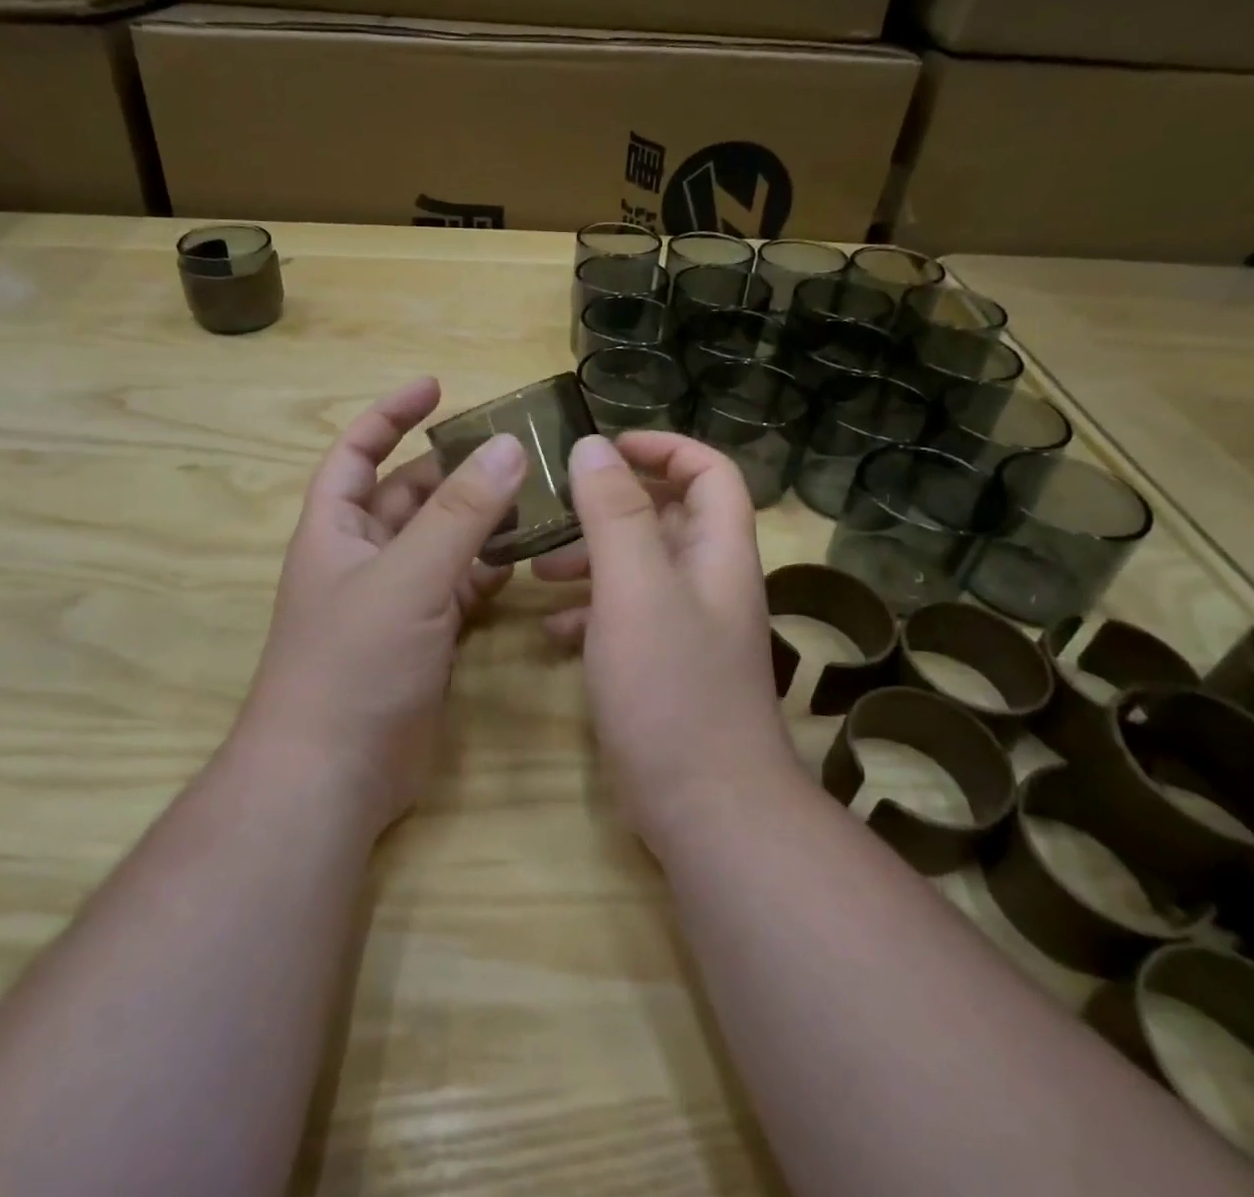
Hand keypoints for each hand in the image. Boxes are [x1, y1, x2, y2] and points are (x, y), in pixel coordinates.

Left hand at [239, 378, 527, 832]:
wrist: (333, 775)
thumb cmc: (354, 663)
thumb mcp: (409, 577)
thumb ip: (460, 514)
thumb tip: (509, 447)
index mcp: (336, 528)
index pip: (359, 451)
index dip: (391, 414)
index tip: (437, 387)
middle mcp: (363, 556)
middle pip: (410, 495)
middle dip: (454, 470)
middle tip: (514, 450)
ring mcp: (395, 599)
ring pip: (441, 541)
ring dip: (479, 520)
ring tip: (535, 495)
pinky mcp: (423, 638)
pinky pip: (459, 587)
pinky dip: (488, 570)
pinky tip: (525, 558)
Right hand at [535, 433, 802, 847]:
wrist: (706, 807)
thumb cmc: (671, 687)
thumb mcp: (635, 588)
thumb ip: (614, 513)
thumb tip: (593, 446)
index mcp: (717, 552)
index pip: (709, 472)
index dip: (664, 446)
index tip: (607, 447)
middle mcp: (709, 582)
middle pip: (666, 517)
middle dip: (610, 505)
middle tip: (556, 508)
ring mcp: (687, 628)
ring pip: (638, 569)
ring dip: (590, 559)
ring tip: (536, 569)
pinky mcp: (664, 667)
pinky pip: (624, 618)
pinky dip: (588, 612)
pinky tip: (549, 632)